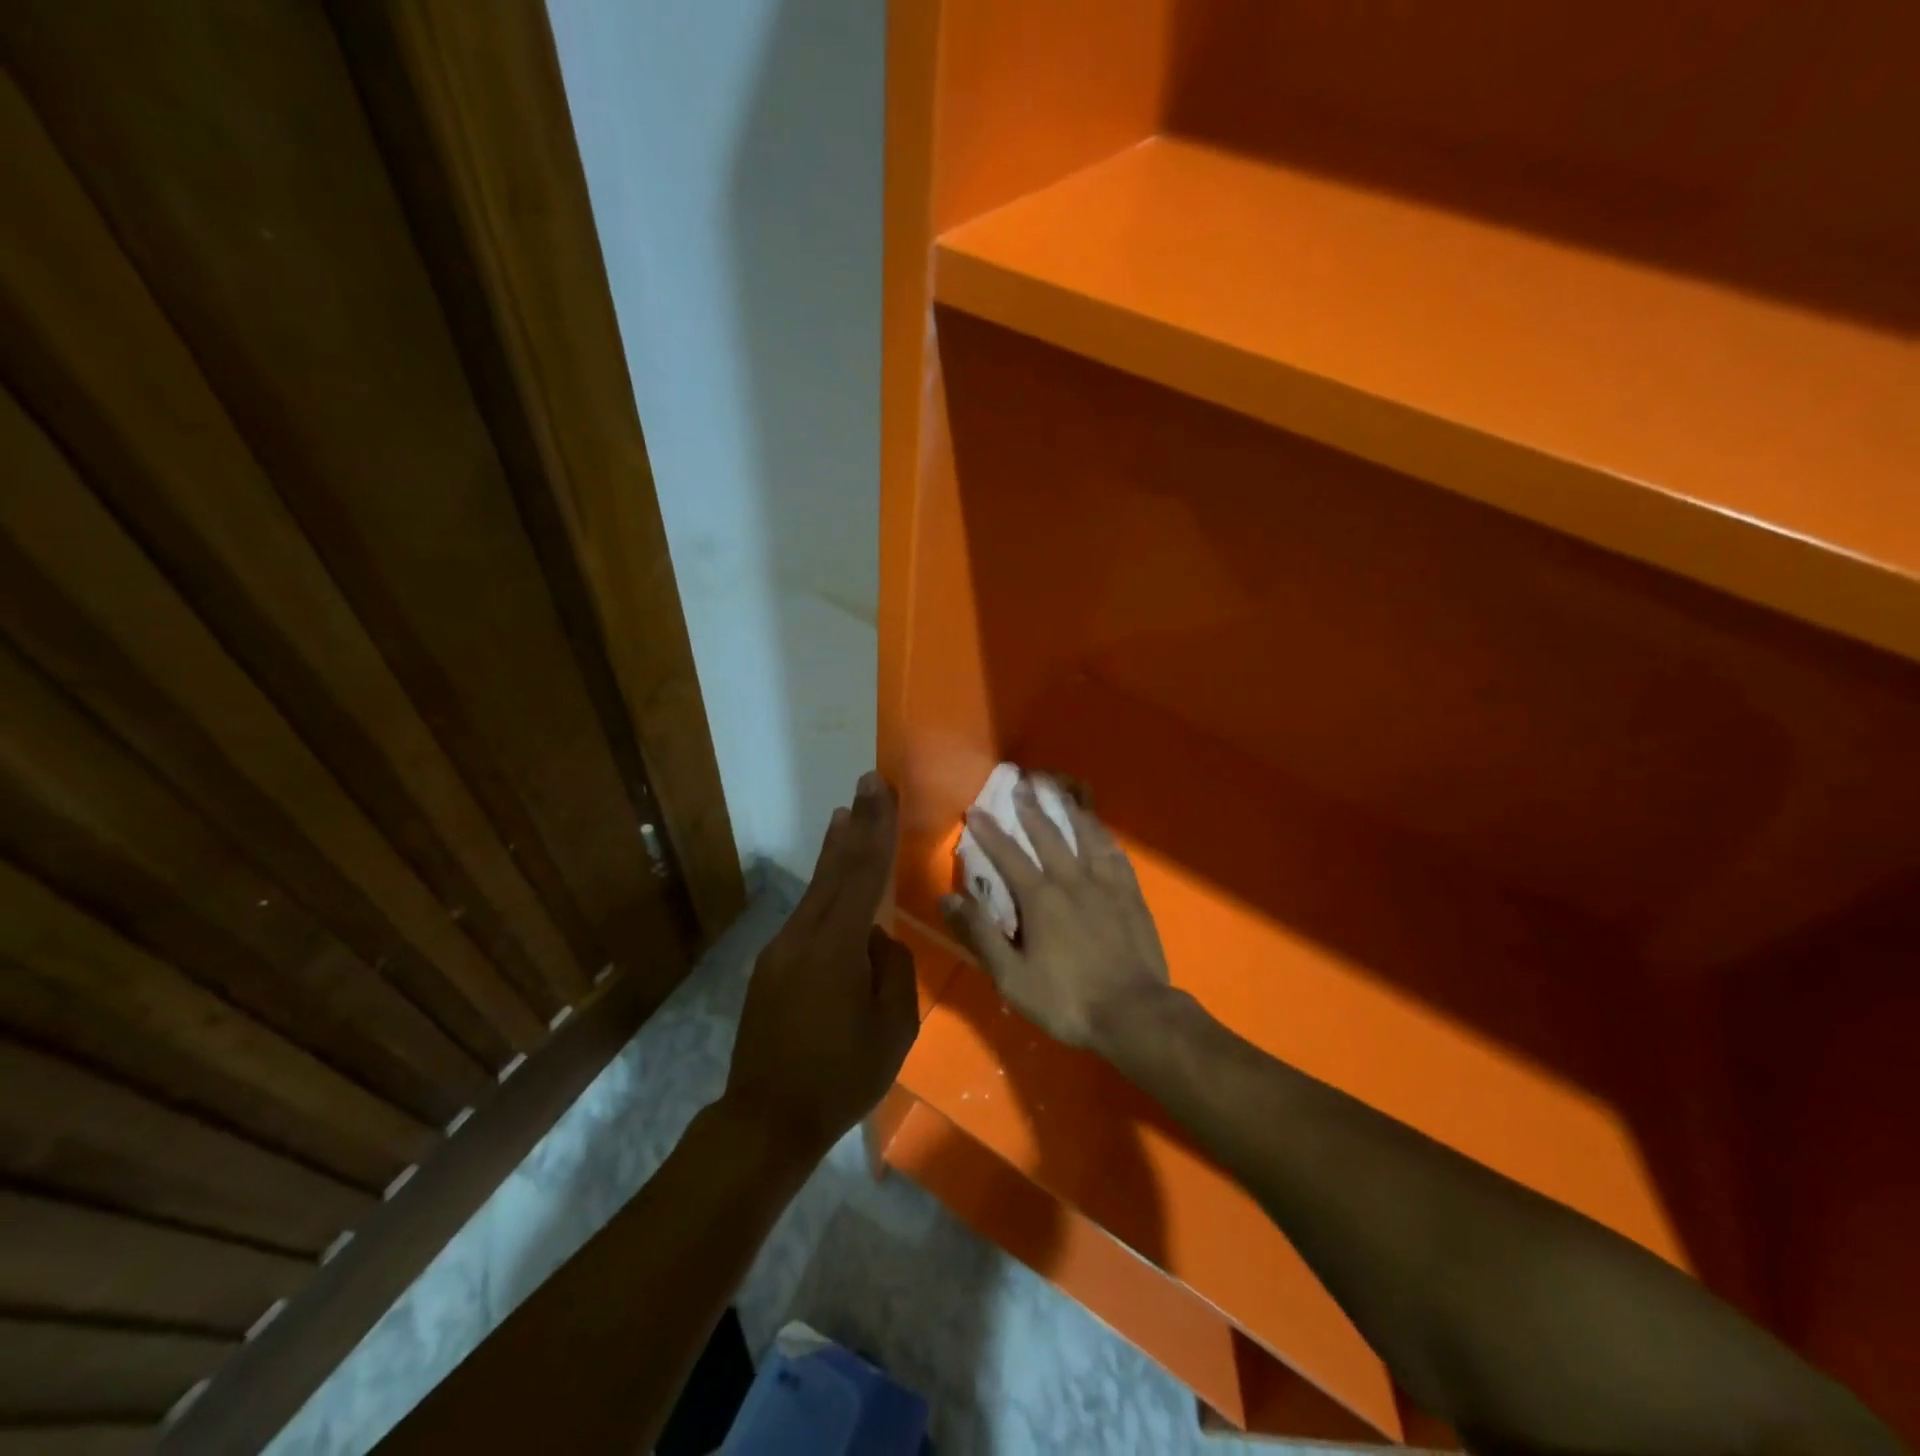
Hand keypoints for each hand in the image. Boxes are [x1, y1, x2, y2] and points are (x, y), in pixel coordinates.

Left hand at [724, 773, 919, 1161]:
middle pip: (835, 869)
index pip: (863, 874)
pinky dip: (824, 887)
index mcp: (837, 947)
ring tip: (843, 815)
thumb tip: (878, 939)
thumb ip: (892, 969)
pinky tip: (832, 882)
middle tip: (868, 783)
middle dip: (855, 824)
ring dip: (834, 850)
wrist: (766, 1119)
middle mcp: (803, 935)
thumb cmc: (841, 1077)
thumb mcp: (893, 1027)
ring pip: (816, 888)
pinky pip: (806, 914)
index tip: (880, 789)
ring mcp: (781, 949)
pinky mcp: (772, 965)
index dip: (875, 828)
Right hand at [941, 778, 1170, 1053]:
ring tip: (1059, 789)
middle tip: (1021, 782)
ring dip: (1068, 809)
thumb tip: (947, 897)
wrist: (1134, 1013)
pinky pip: (1115, 853)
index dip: (990, 832)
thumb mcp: (1012, 977)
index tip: (976, 809)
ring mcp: (1106, 884)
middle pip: (1048, 835)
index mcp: (1040, 898)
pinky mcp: (1131, 894)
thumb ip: (980, 934)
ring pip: (1085, 835)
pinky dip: (1103, 835)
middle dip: (1031, 808)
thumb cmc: (1067, 1000)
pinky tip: (1099, 827)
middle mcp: (1072, 880)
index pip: (1009, 855)